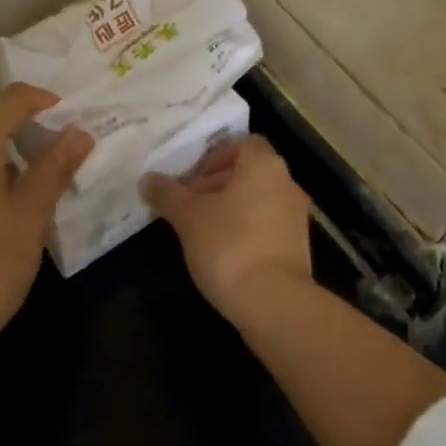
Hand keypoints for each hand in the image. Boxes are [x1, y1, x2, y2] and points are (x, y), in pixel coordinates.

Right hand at [142, 135, 312, 325]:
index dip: (213, 155)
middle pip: (247, 172)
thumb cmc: (229, 245)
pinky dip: (245, 229)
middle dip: (215, 183)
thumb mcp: (188, 217)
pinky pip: (266, 225)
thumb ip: (167, 194)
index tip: (190, 177)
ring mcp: (296, 216)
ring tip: (198, 230)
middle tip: (186, 204)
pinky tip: (222, 252)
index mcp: (263, 165)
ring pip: (256, 199)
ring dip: (228, 208)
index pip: (241, 143)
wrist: (274, 302)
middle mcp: (286, 183)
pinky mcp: (297, 247)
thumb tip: (147, 179)